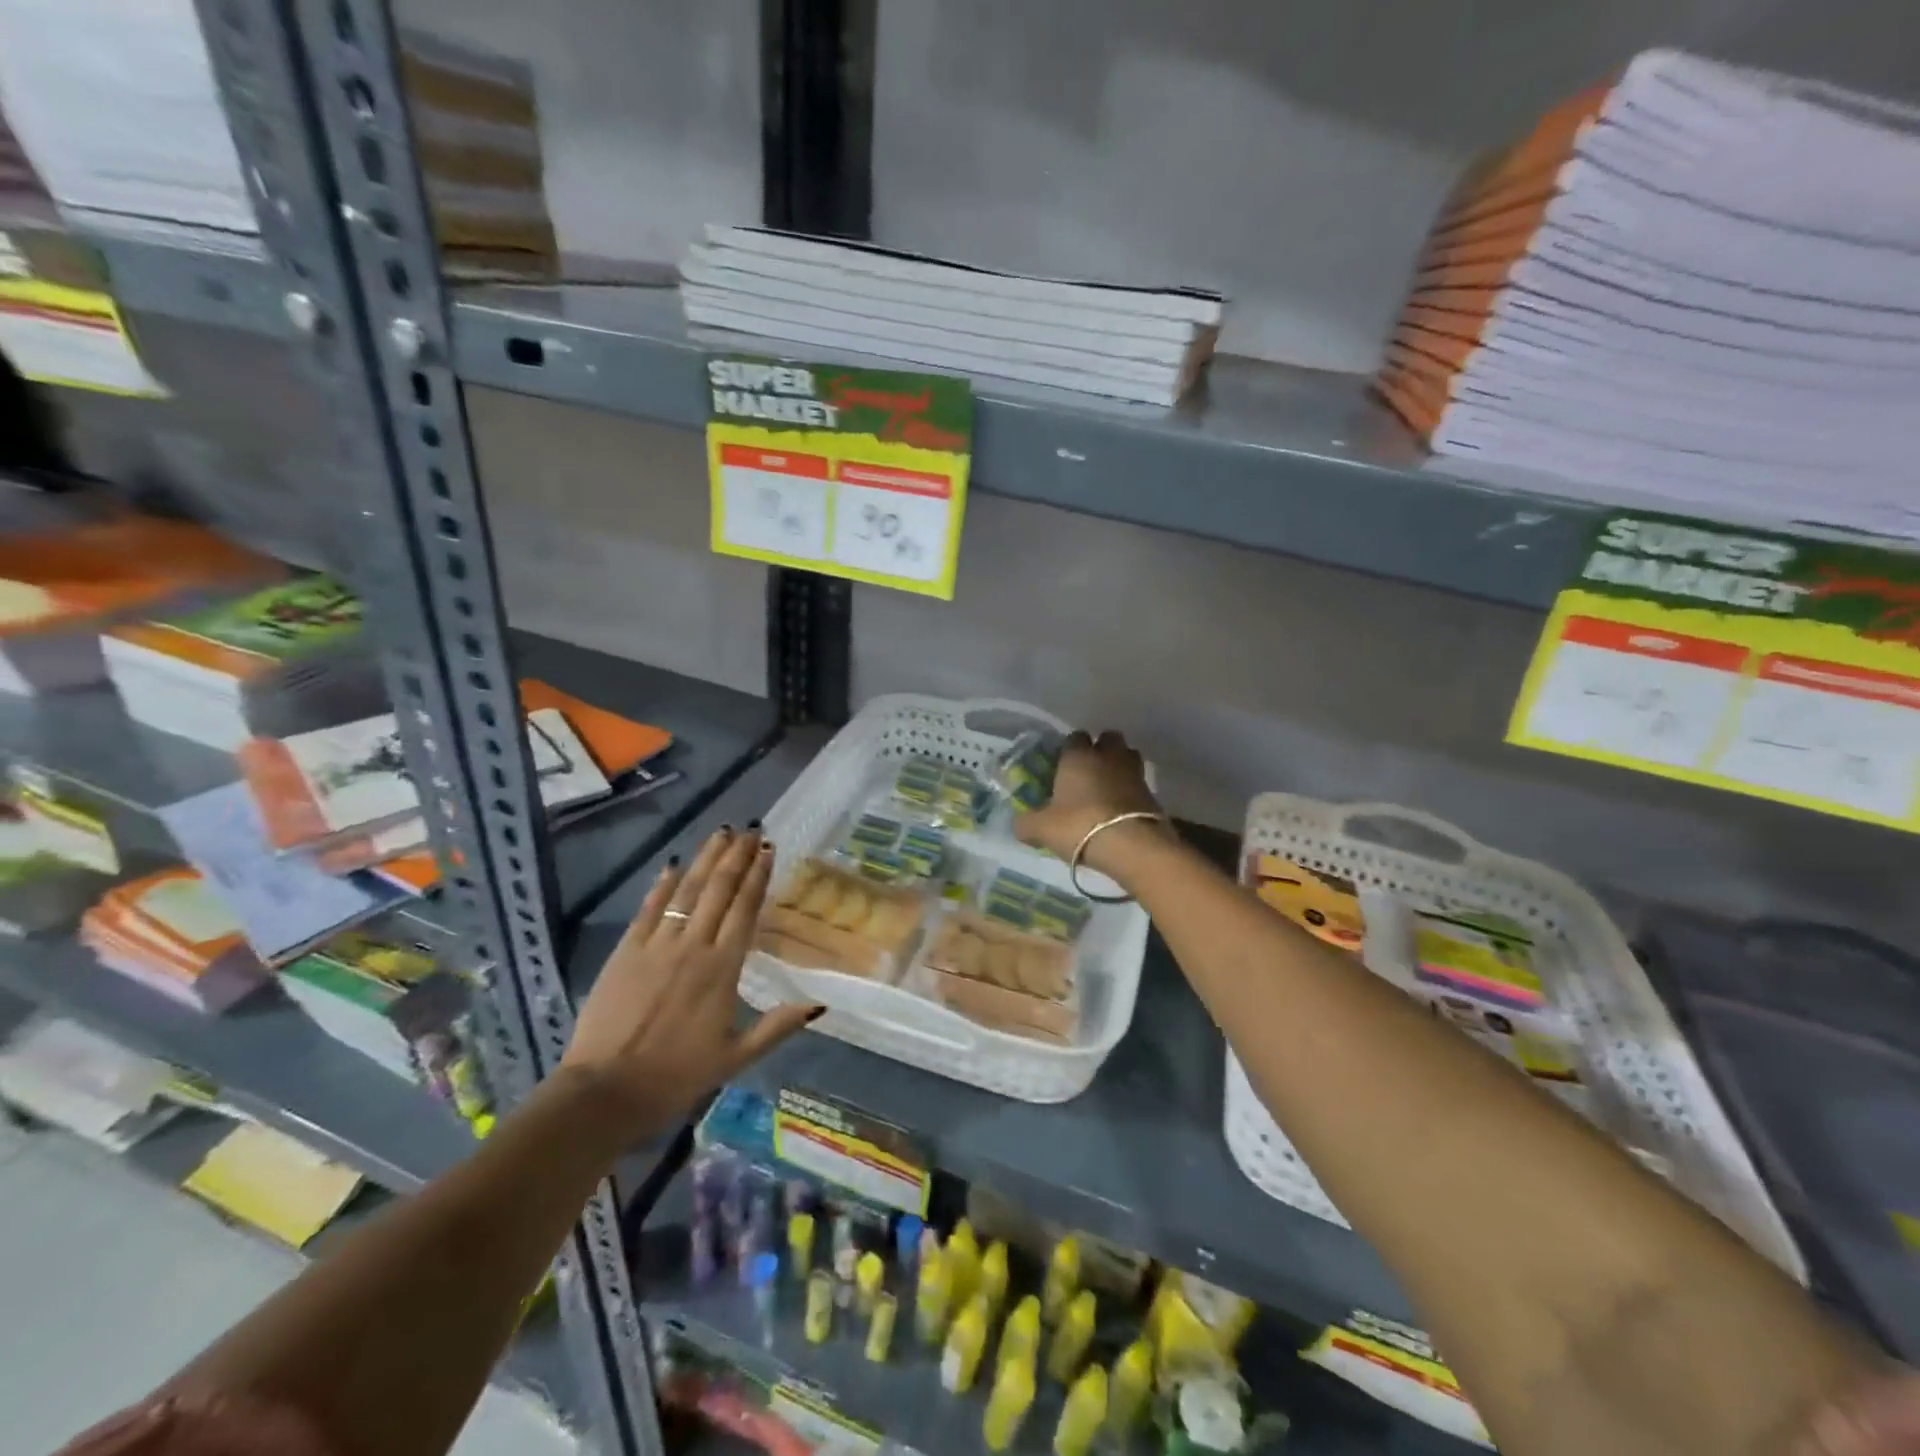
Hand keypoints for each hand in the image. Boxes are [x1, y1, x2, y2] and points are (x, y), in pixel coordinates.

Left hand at [561, 827, 821, 1137]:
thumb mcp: (735, 1058)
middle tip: (750, 829)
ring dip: (705, 860)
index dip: (758, 876)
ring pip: (687, 892)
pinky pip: (649, 909)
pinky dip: (662, 885)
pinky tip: (673, 865)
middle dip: (736, 856)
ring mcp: (656, 945)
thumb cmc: (675, 1077)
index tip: (768, 849)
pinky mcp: (625, 951)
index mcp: (723, 969)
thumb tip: (820, 1005)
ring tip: (721, 834)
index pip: (745, 909)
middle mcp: (693, 947)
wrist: (604, 1092)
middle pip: (719, 891)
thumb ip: (777, 1027)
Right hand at [1014, 730, 1171, 873]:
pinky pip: (1139, 784)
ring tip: (1108, 787)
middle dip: (1101, 749)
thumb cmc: (1079, 826)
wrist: (1132, 845)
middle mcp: (1108, 756)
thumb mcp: (1041, 829)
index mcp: (1078, 756)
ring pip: (1128, 756)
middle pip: (1109, 738)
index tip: (1063, 765)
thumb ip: (1026, 823)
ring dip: (1120, 766)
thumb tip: (1018, 824)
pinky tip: (1121, 809)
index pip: (1074, 737)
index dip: (1069, 749)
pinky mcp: (1152, 793)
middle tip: (1090, 770)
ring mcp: (1134, 772)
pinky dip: (1132, 791)